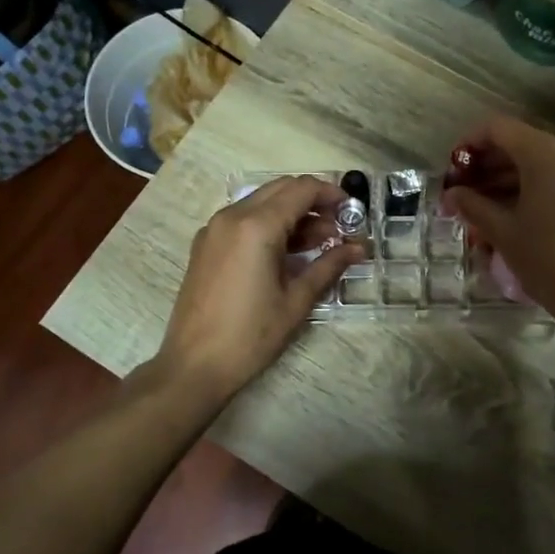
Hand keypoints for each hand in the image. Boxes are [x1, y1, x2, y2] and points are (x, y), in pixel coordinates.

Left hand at [157, 176, 360, 400]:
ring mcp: (214, 229)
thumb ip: (329, 266)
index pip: (301, 189)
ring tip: (319, 244)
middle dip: (312, 201)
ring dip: (291, 213)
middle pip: (280, 189)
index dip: (331, 194)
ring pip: (261, 202)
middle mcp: (232, 216)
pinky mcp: (205, 244)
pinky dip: (268, 224)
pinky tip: (286, 254)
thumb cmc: (251, 335)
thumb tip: (359, 248)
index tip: (352, 211)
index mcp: (256, 226)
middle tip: (338, 227)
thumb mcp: (296, 300)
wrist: (195, 365)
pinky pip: (243, 219)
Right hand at [441, 117, 554, 326]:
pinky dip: (535, 187)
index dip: (469, 144)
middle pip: (520, 143)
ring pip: (541, 161)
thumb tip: (452, 194)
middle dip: (488, 165)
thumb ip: (473, 205)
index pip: (498, 129)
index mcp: (546, 152)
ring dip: (510, 178)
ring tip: (482, 206)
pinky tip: (514, 212)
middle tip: (462, 192)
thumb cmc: (548, 260)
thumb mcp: (503, 232)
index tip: (452, 170)